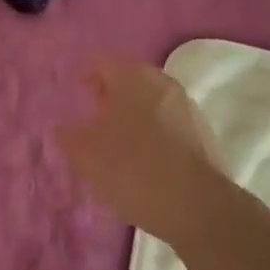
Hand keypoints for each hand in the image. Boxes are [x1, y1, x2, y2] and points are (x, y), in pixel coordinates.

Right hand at [57, 59, 233, 248]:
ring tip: (119, 144)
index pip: (102, 62)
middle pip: (130, 80)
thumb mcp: (85, 156)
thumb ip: (68, 136)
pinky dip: (155, 134)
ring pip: (152, 102)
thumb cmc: (132, 169)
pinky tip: (145, 161)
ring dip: (135, 115)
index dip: (85, 77)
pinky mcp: (205, 135)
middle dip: (111, 96)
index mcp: (132, 77)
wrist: (197, 207)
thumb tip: (64, 128)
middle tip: (94, 119)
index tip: (76, 97)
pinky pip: (170, 124)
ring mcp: (188, 108)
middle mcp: (163, 83)